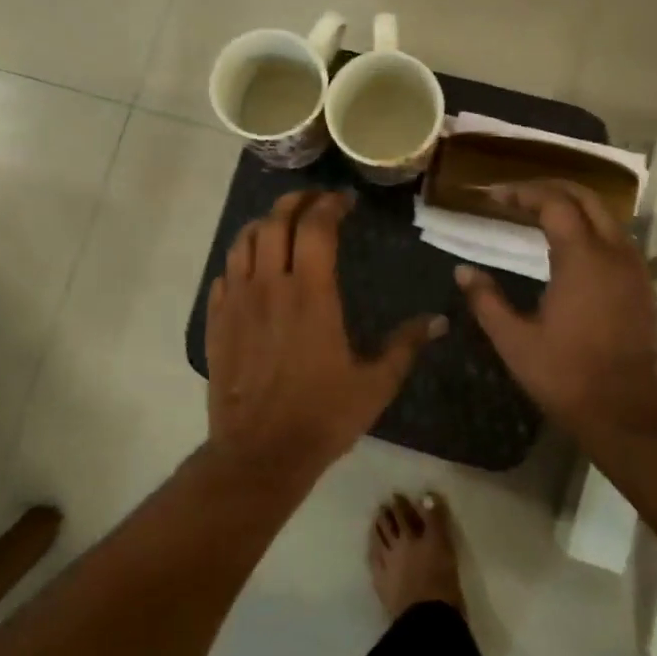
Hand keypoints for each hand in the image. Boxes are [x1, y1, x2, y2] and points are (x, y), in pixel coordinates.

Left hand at [206, 190, 443, 477]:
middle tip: (315, 201)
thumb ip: (406, 345)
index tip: (344, 202)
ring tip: (282, 225)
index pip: (316, 227)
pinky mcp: (217, 322)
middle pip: (275, 221)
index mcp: (311, 294)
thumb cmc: (322, 417)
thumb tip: (439, 320)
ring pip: (243, 241)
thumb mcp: (375, 384)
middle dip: (296, 201)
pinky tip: (253, 269)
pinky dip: (240, 259)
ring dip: (263, 224)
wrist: (259, 454)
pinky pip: (224, 274)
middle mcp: (270, 286)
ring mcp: (237, 302)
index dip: (330, 205)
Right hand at [456, 181, 656, 443]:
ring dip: (573, 205)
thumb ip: (486, 301)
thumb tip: (462, 271)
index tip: (494, 196)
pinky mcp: (643, 286)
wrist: (627, 414)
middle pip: (586, 197)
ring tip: (538, 214)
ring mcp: (634, 269)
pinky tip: (569, 247)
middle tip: (516, 196)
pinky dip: (591, 227)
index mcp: (582, 259)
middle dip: (550, 188)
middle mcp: (614, 253)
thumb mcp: (514, 341)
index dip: (522, 193)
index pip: (554, 202)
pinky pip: (617, 238)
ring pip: (606, 216)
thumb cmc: (566, 376)